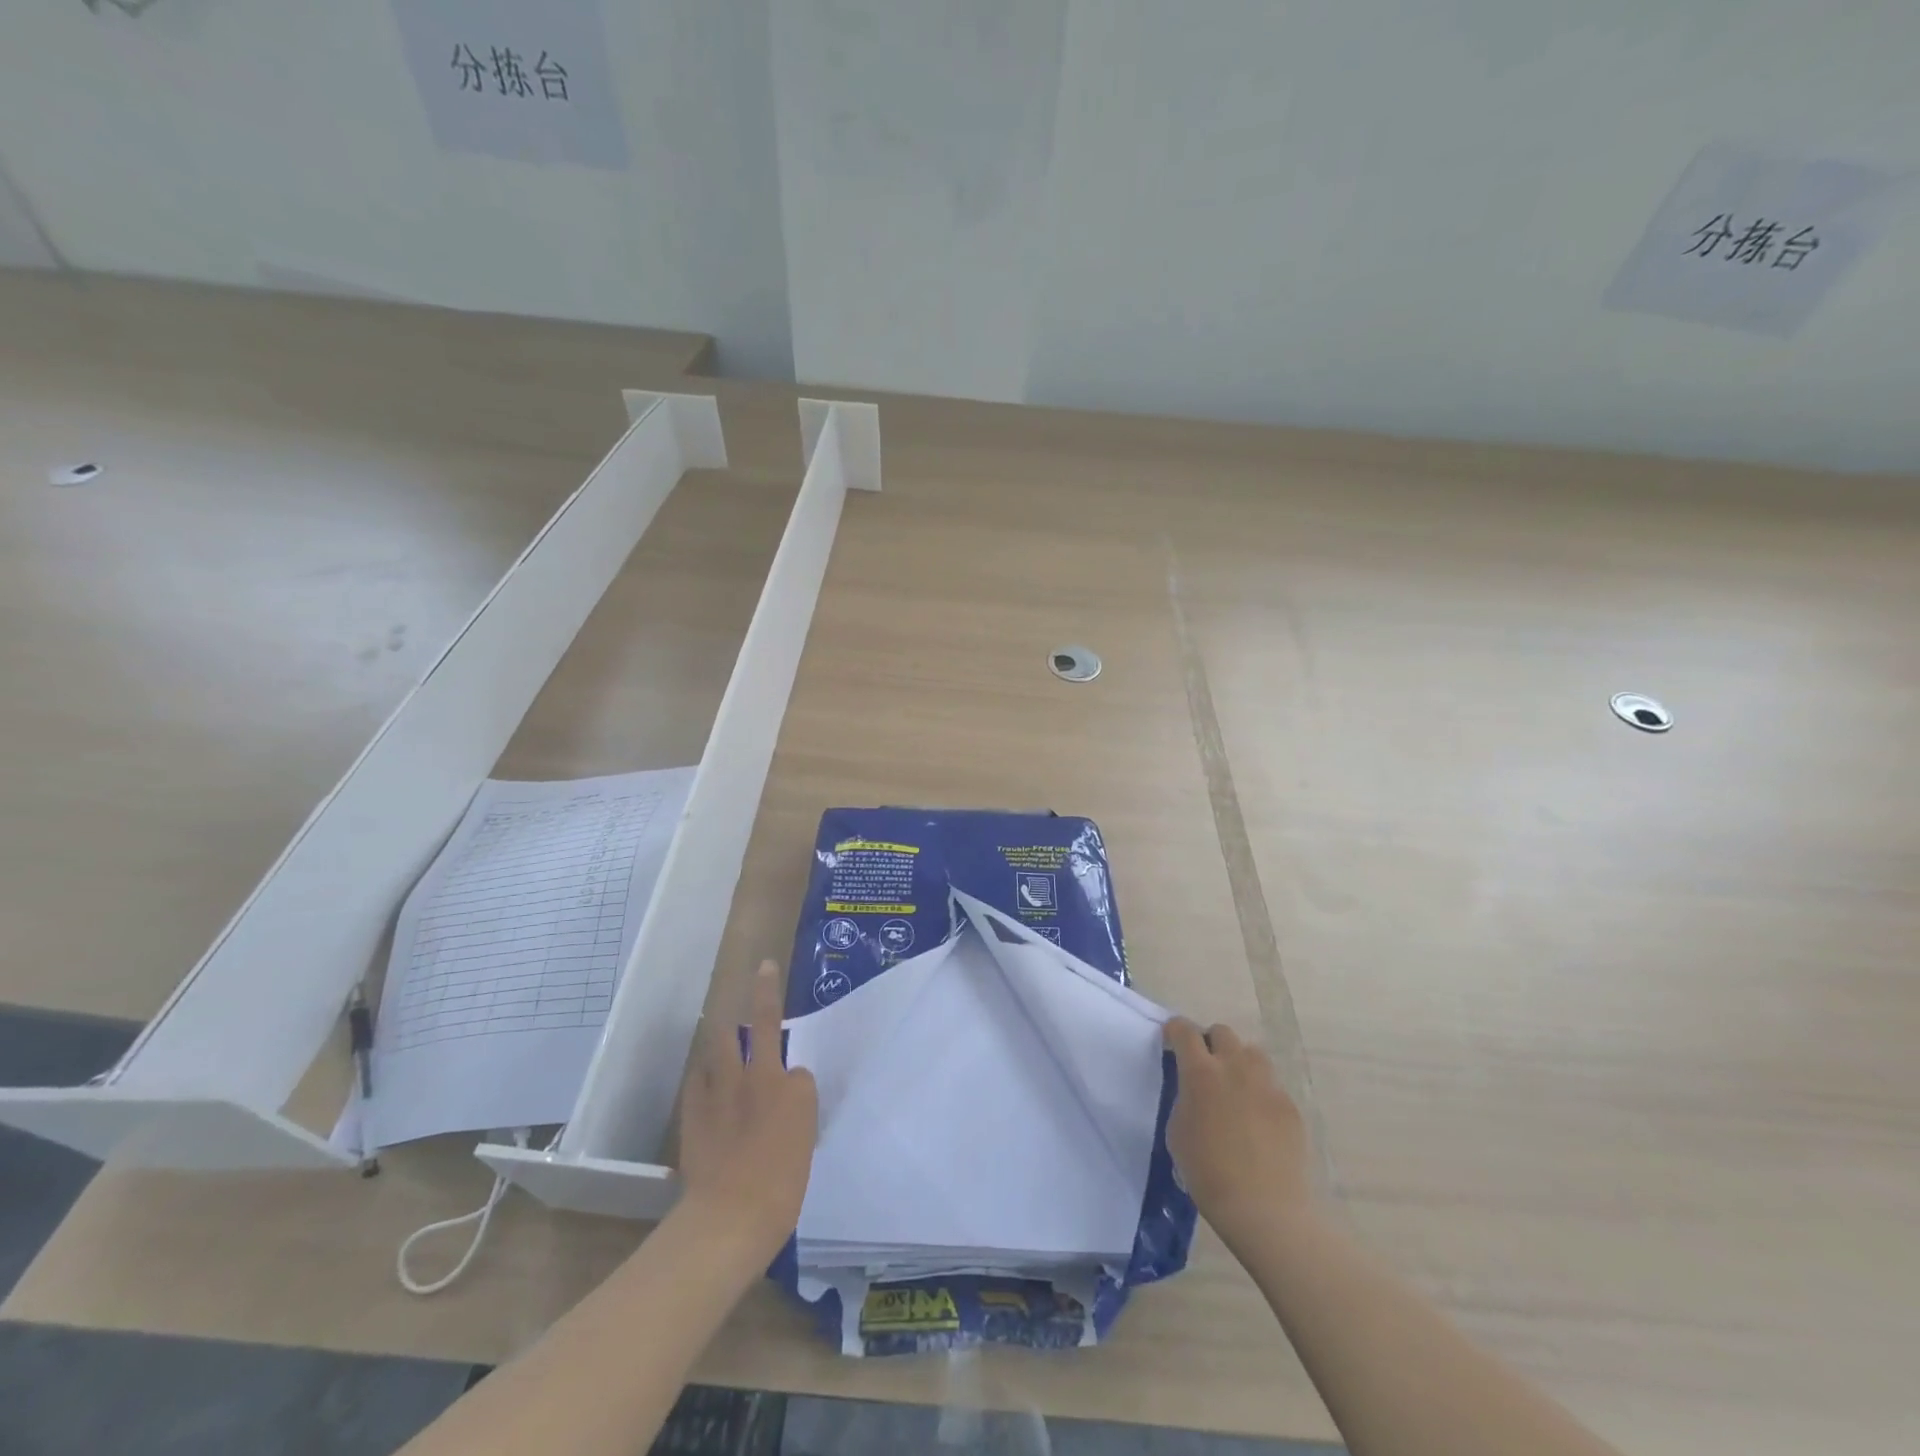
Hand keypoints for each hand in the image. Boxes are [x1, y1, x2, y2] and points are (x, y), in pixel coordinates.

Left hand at [677, 960, 818, 1260]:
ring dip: (722, 1028)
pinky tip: (702, 1077)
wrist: (730, 1215)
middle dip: (763, 993)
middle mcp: (761, 1077)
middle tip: (762, 968)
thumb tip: (785, 1103)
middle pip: (761, 1024)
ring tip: (718, 1014)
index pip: (799, 1068)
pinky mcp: (694, 1109)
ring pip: (722, 1042)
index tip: (793, 1105)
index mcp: (794, 1090)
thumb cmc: (781, 1189)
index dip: (796, 1083)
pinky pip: (697, 1078)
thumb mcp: (804, 1148)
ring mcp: (723, 1090)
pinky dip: (702, 1075)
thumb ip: (795, 1116)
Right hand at [1164, 1018, 1314, 1248]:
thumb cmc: (1208, 1173)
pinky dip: (1261, 1094)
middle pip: (1222, 1033)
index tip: (1172, 1039)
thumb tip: (1195, 1092)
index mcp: (1201, 1073)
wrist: (1265, 1210)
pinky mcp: (1289, 1106)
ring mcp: (1267, 1085)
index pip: (1185, 1031)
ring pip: (1252, 1054)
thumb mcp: (1178, 1132)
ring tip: (1236, 1088)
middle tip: (1206, 1067)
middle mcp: (1235, 1068)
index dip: (1176, 1030)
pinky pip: (1272, 1086)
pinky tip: (1258, 1122)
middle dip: (1211, 1042)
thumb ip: (1185, 1099)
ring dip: (1239, 1062)